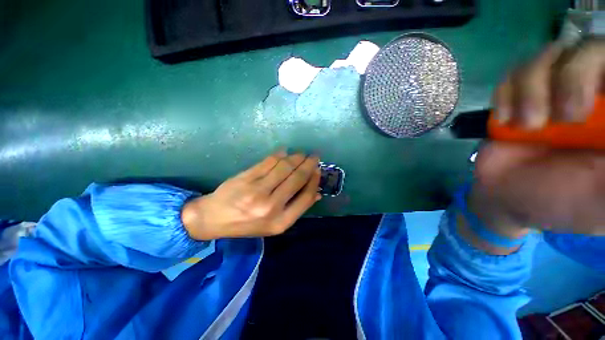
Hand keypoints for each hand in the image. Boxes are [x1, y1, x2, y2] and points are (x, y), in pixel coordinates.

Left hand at [181, 152, 320, 239]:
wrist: (213, 219)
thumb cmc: (248, 223)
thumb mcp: (274, 224)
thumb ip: (296, 208)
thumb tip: (317, 193)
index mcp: (280, 221)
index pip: (306, 197)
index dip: (314, 180)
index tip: (318, 170)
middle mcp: (270, 207)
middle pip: (296, 178)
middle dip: (308, 164)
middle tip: (314, 156)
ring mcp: (256, 191)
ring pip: (284, 167)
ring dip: (295, 157)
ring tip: (300, 154)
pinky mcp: (245, 178)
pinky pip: (268, 162)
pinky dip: (279, 155)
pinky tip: (284, 152)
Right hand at [469, 39, 604, 240]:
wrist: (505, 195)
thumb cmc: (561, 200)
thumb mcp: (602, 195)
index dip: (603, 73)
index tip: (593, 109)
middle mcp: (593, 92)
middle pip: (591, 49)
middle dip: (574, 78)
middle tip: (565, 118)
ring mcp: (554, 90)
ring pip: (551, 54)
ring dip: (532, 91)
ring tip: (528, 126)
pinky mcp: (520, 95)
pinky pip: (514, 72)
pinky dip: (506, 94)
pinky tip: (506, 119)